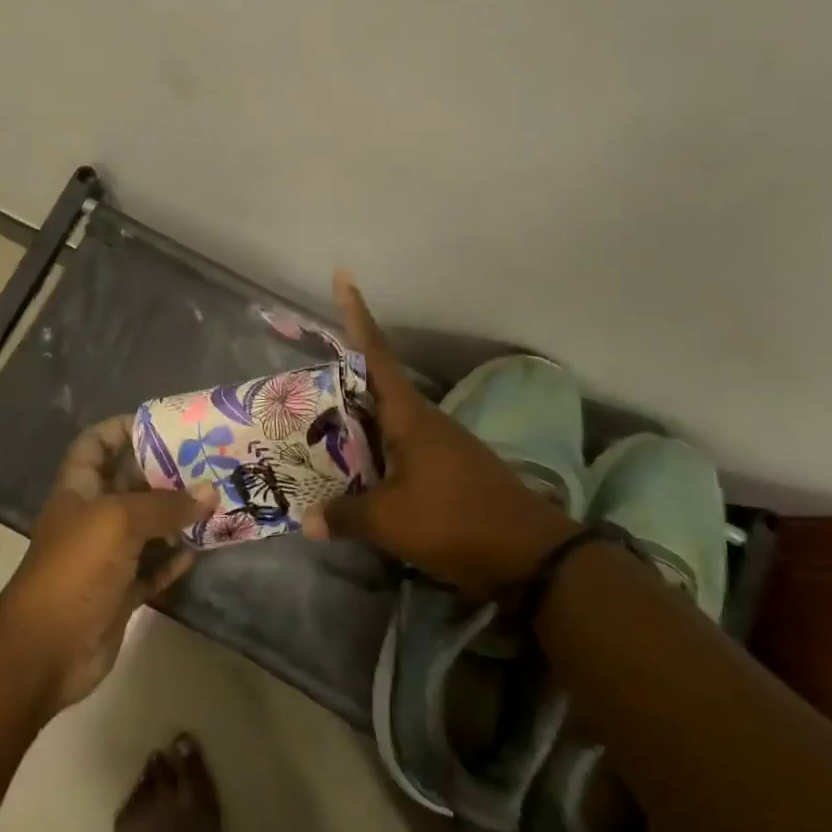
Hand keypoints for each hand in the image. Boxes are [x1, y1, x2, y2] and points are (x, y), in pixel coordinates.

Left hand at [0, 416, 216, 713]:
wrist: (44, 651)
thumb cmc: (75, 569)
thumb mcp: (120, 522)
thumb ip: (166, 505)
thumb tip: (210, 492)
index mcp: (79, 489)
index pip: (96, 444)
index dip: (122, 428)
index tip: (163, 425)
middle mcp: (92, 517)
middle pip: (130, 483)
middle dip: (165, 472)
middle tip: (208, 461)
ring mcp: (106, 557)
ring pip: (147, 527)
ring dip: (177, 517)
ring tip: (216, 500)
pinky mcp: (120, 592)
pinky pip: (152, 568)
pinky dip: (173, 558)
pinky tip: (200, 548)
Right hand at [304, 271, 579, 598]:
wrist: (530, 554)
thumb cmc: (455, 520)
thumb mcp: (390, 521)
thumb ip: (345, 516)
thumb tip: (306, 519)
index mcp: (409, 415)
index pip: (376, 354)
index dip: (357, 315)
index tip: (344, 276)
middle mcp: (423, 420)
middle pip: (375, 387)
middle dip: (340, 380)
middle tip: (301, 381)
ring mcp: (439, 445)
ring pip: (386, 422)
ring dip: (355, 422)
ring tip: (317, 431)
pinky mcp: (447, 470)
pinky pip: (399, 449)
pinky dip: (374, 453)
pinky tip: (356, 474)